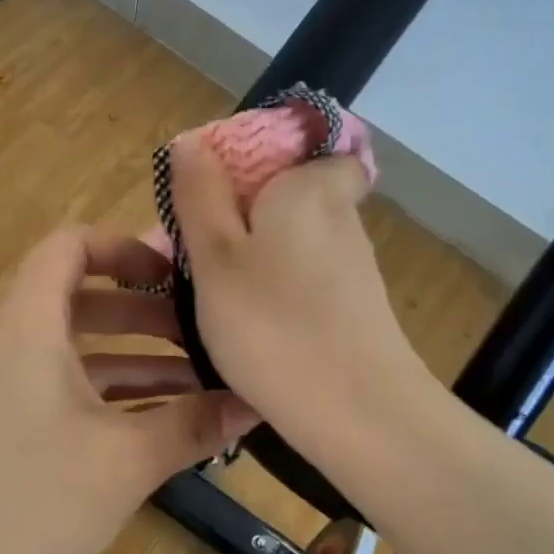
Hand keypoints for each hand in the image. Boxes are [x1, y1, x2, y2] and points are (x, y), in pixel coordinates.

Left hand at [0, 227, 257, 553]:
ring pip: (74, 347)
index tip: (177, 275)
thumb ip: (194, 423)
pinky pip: (60, 386)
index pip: (70, 245)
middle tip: (203, 331)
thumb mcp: (126, 460)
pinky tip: (158, 423)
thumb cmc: (30, 503)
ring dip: (133, 357)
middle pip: (80, 296)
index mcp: (28, 322)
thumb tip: (258, 402)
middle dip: (144, 310)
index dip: (125, 247)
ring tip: (199, 381)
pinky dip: (108, 393)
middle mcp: (7, 340)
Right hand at [170, 136, 431, 443]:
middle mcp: (341, 216)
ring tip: (211, 293)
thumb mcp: (216, 256)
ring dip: (257, 255)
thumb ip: (201, 194)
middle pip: (290, 195)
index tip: (221, 190)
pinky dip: (279, 290)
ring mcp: (354, 265)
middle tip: (197, 248)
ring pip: (295, 241)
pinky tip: (252, 326)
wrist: (358, 413)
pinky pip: (306, 279)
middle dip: (246, 213)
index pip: (307, 146)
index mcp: (310, 187)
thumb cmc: (274, 324)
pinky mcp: (358, 307)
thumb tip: (194, 140)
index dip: (264, 159)